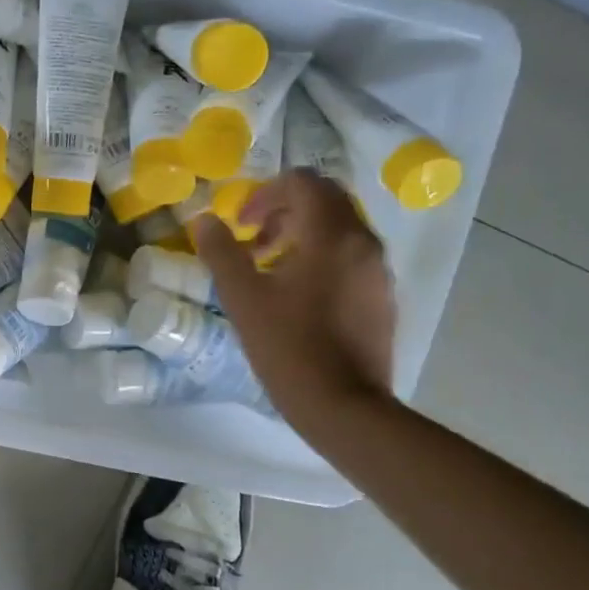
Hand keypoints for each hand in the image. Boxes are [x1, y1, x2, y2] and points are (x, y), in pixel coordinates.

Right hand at [190, 171, 395, 417]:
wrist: (344, 406)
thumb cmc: (288, 347)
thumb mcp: (243, 298)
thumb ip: (222, 252)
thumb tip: (206, 220)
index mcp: (331, 235)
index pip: (304, 183)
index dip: (266, 193)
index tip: (242, 222)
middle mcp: (364, 243)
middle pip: (326, 201)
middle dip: (285, 211)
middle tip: (253, 240)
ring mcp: (379, 271)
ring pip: (340, 230)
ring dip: (302, 235)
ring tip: (269, 270)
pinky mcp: (383, 297)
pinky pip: (351, 258)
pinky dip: (321, 258)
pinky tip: (296, 296)